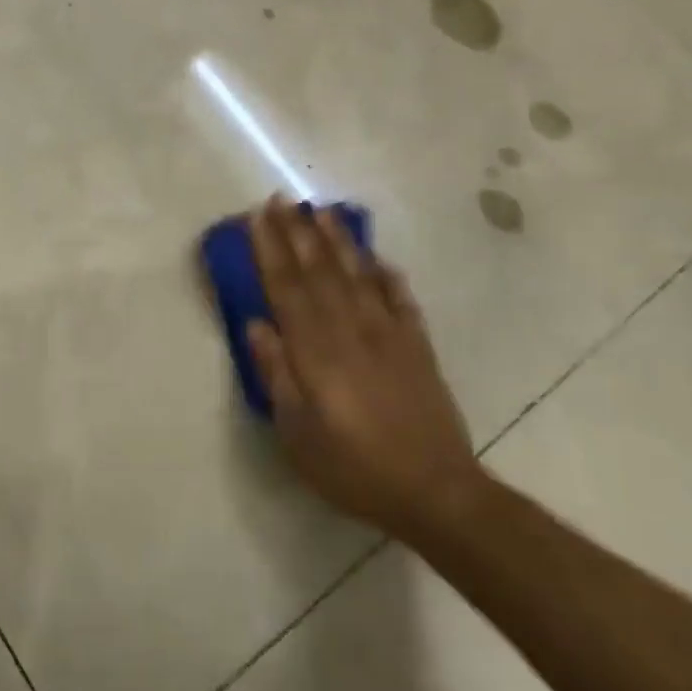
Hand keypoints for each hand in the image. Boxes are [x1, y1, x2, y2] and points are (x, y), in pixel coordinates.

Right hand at [246, 197, 485, 538]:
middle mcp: (351, 330)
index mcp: (316, 351)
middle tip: (283, 199)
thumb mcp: (297, 432)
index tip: (258, 217)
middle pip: (319, 270)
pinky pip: (400, 299)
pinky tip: (377, 259)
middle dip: (298, 232)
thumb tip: (255, 325)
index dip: (270, 250)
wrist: (436, 491)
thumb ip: (276, 374)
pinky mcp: (418, 347)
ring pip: (358, 275)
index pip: (287, 287)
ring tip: (323, 211)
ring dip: (339, 241)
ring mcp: (389, 335)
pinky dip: (387, 275)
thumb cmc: (353, 467)